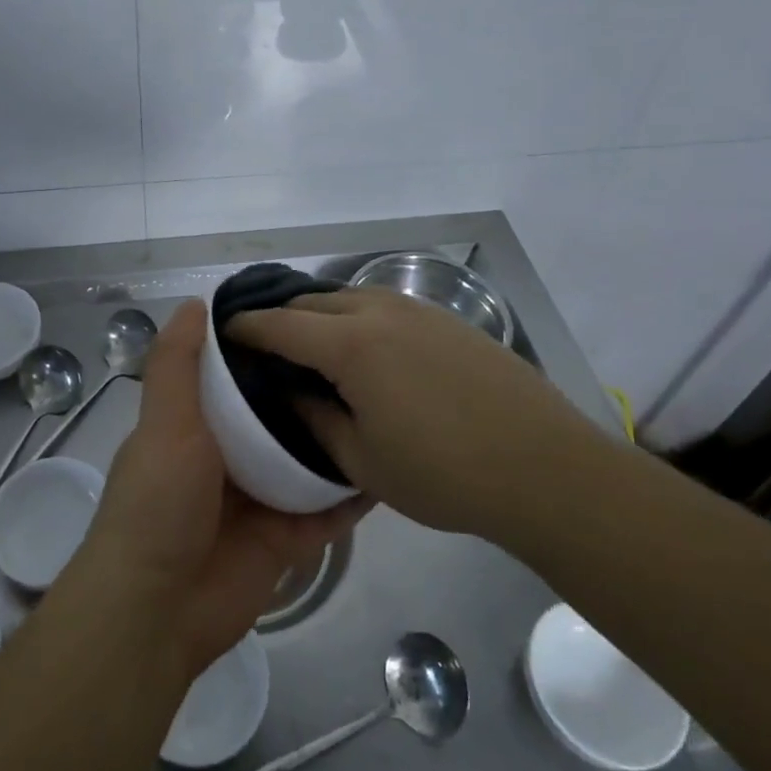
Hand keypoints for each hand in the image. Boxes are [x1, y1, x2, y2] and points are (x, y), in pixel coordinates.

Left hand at [73, 300, 366, 675]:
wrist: (158, 610)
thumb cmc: (158, 502)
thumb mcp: (164, 421)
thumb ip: (177, 364)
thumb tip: (197, 302)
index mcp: (195, 424)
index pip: (236, 377)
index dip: (266, 349)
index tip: (307, 320)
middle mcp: (227, 457)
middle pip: (276, 418)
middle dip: (309, 394)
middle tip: (362, 360)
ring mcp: (259, 500)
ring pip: (304, 462)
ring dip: (335, 441)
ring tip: (384, 405)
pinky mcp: (286, 540)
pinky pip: (326, 512)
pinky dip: (350, 495)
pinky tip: (387, 467)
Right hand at [228, 286, 590, 536]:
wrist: (546, 468)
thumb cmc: (444, 473)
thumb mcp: (363, 461)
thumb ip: (314, 420)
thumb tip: (288, 393)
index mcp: (351, 343)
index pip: (280, 324)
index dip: (246, 327)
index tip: (224, 333)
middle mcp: (379, 310)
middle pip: (312, 301)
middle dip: (281, 318)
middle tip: (265, 350)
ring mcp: (418, 310)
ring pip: (349, 297)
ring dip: (320, 315)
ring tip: (311, 348)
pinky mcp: (447, 319)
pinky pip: (383, 306)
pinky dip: (357, 318)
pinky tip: (366, 351)